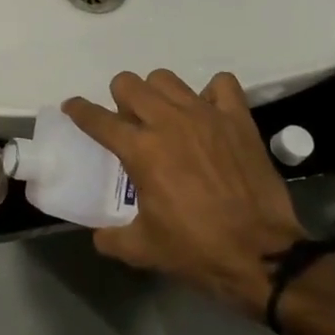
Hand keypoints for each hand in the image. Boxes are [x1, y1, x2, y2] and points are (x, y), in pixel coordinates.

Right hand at [64, 70, 304, 316]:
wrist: (262, 254)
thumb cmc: (197, 250)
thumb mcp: (143, 250)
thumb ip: (112, 238)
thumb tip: (98, 234)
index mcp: (140, 150)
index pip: (96, 118)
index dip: (78, 110)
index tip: (73, 107)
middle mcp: (168, 122)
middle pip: (128, 84)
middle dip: (120, 99)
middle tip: (128, 123)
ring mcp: (205, 116)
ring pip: (166, 79)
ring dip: (158, 94)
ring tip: (165, 117)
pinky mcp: (237, 120)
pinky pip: (221, 85)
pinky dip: (211, 93)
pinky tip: (208, 113)